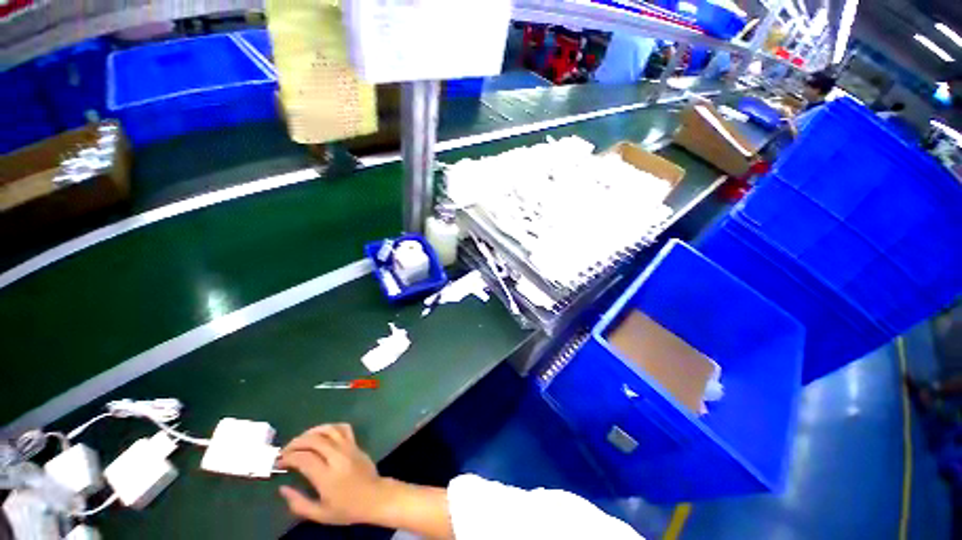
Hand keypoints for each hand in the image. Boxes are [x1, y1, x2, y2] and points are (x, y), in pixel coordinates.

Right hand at [278, 424, 384, 525]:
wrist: (374, 497)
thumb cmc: (346, 509)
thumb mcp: (319, 514)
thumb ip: (298, 503)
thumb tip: (282, 488)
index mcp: (327, 476)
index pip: (304, 459)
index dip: (288, 458)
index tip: (278, 462)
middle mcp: (338, 457)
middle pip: (315, 440)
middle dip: (296, 443)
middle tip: (284, 451)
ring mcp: (349, 447)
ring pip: (329, 430)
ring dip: (311, 432)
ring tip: (299, 441)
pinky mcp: (356, 443)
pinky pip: (343, 428)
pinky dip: (330, 427)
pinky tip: (321, 434)